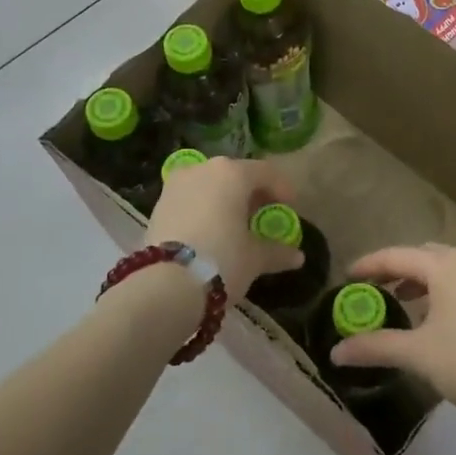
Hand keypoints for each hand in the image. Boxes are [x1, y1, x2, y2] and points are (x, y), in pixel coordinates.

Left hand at [145, 157, 304, 302]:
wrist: (165, 285)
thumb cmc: (222, 260)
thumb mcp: (255, 258)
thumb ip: (276, 251)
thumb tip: (297, 256)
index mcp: (232, 173)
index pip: (266, 172)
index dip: (282, 189)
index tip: (289, 208)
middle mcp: (203, 169)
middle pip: (235, 176)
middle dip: (251, 194)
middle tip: (262, 216)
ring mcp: (176, 185)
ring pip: (210, 186)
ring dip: (225, 201)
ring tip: (235, 227)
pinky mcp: (158, 205)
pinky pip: (190, 200)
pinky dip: (204, 210)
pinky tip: (210, 233)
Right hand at [331, 244, 455, 433]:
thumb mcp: (417, 354)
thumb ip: (375, 346)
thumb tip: (335, 352)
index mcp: (447, 265)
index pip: (397, 256)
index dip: (369, 265)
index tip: (346, 277)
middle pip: (423, 255)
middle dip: (396, 270)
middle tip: (371, 289)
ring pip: (446, 268)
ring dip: (421, 281)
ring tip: (400, 301)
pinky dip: (443, 290)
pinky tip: (435, 316)